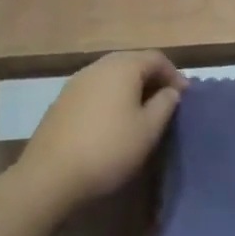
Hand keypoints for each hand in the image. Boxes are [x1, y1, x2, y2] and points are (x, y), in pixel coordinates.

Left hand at [20, 51, 186, 207]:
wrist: (49, 177)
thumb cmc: (109, 149)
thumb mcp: (148, 130)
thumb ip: (165, 104)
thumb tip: (170, 91)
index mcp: (122, 67)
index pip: (156, 58)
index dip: (174, 74)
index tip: (184, 97)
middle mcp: (98, 67)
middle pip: (132, 62)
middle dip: (152, 78)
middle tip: (165, 101)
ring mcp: (75, 83)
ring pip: (111, 75)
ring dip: (130, 87)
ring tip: (141, 111)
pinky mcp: (61, 101)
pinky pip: (95, 89)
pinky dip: (110, 97)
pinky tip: (112, 121)